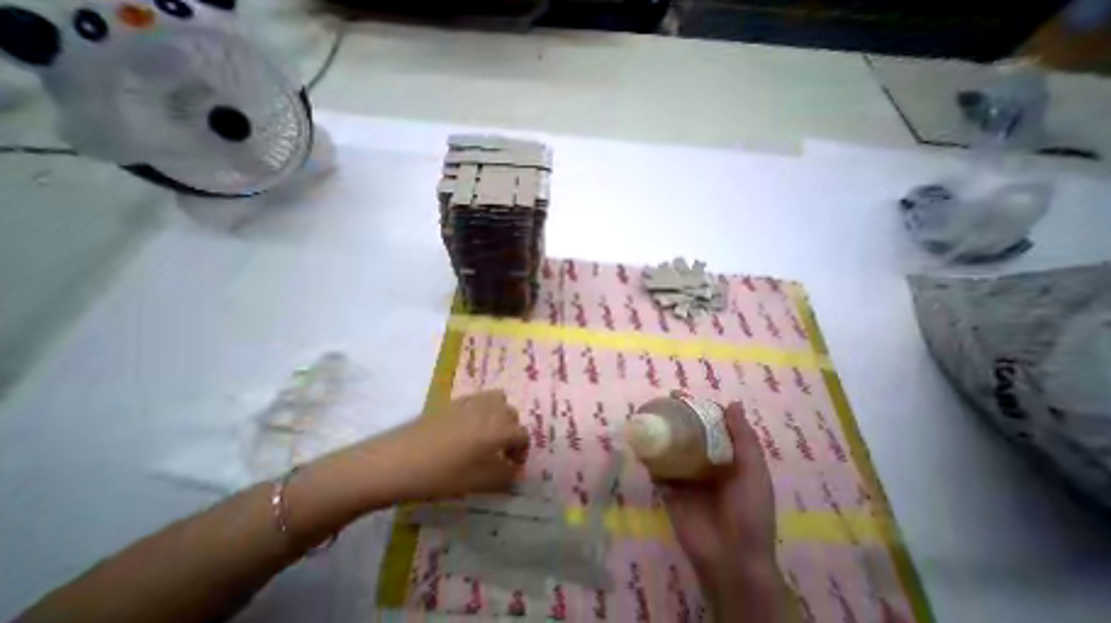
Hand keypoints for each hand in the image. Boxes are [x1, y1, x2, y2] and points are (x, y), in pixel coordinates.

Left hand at [375, 389, 531, 500]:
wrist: (397, 460)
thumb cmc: (441, 475)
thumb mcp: (478, 483)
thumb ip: (504, 477)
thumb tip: (515, 471)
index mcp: (499, 429)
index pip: (523, 435)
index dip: (522, 452)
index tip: (513, 466)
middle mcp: (490, 409)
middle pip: (512, 415)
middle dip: (511, 433)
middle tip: (499, 453)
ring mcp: (472, 401)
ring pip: (498, 400)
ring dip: (500, 415)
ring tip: (487, 434)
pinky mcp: (455, 400)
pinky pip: (479, 398)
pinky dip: (483, 409)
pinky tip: (467, 427)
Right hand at [659, 402, 788, 620]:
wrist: (731, 558)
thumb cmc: (749, 512)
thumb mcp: (754, 473)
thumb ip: (744, 439)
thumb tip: (732, 403)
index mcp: (724, 457)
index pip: (708, 426)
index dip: (695, 409)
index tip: (680, 395)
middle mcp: (702, 462)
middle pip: (685, 433)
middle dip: (673, 417)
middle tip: (658, 401)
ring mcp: (683, 475)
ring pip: (668, 447)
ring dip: (658, 432)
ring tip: (644, 414)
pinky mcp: (667, 488)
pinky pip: (656, 467)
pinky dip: (647, 454)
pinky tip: (637, 439)